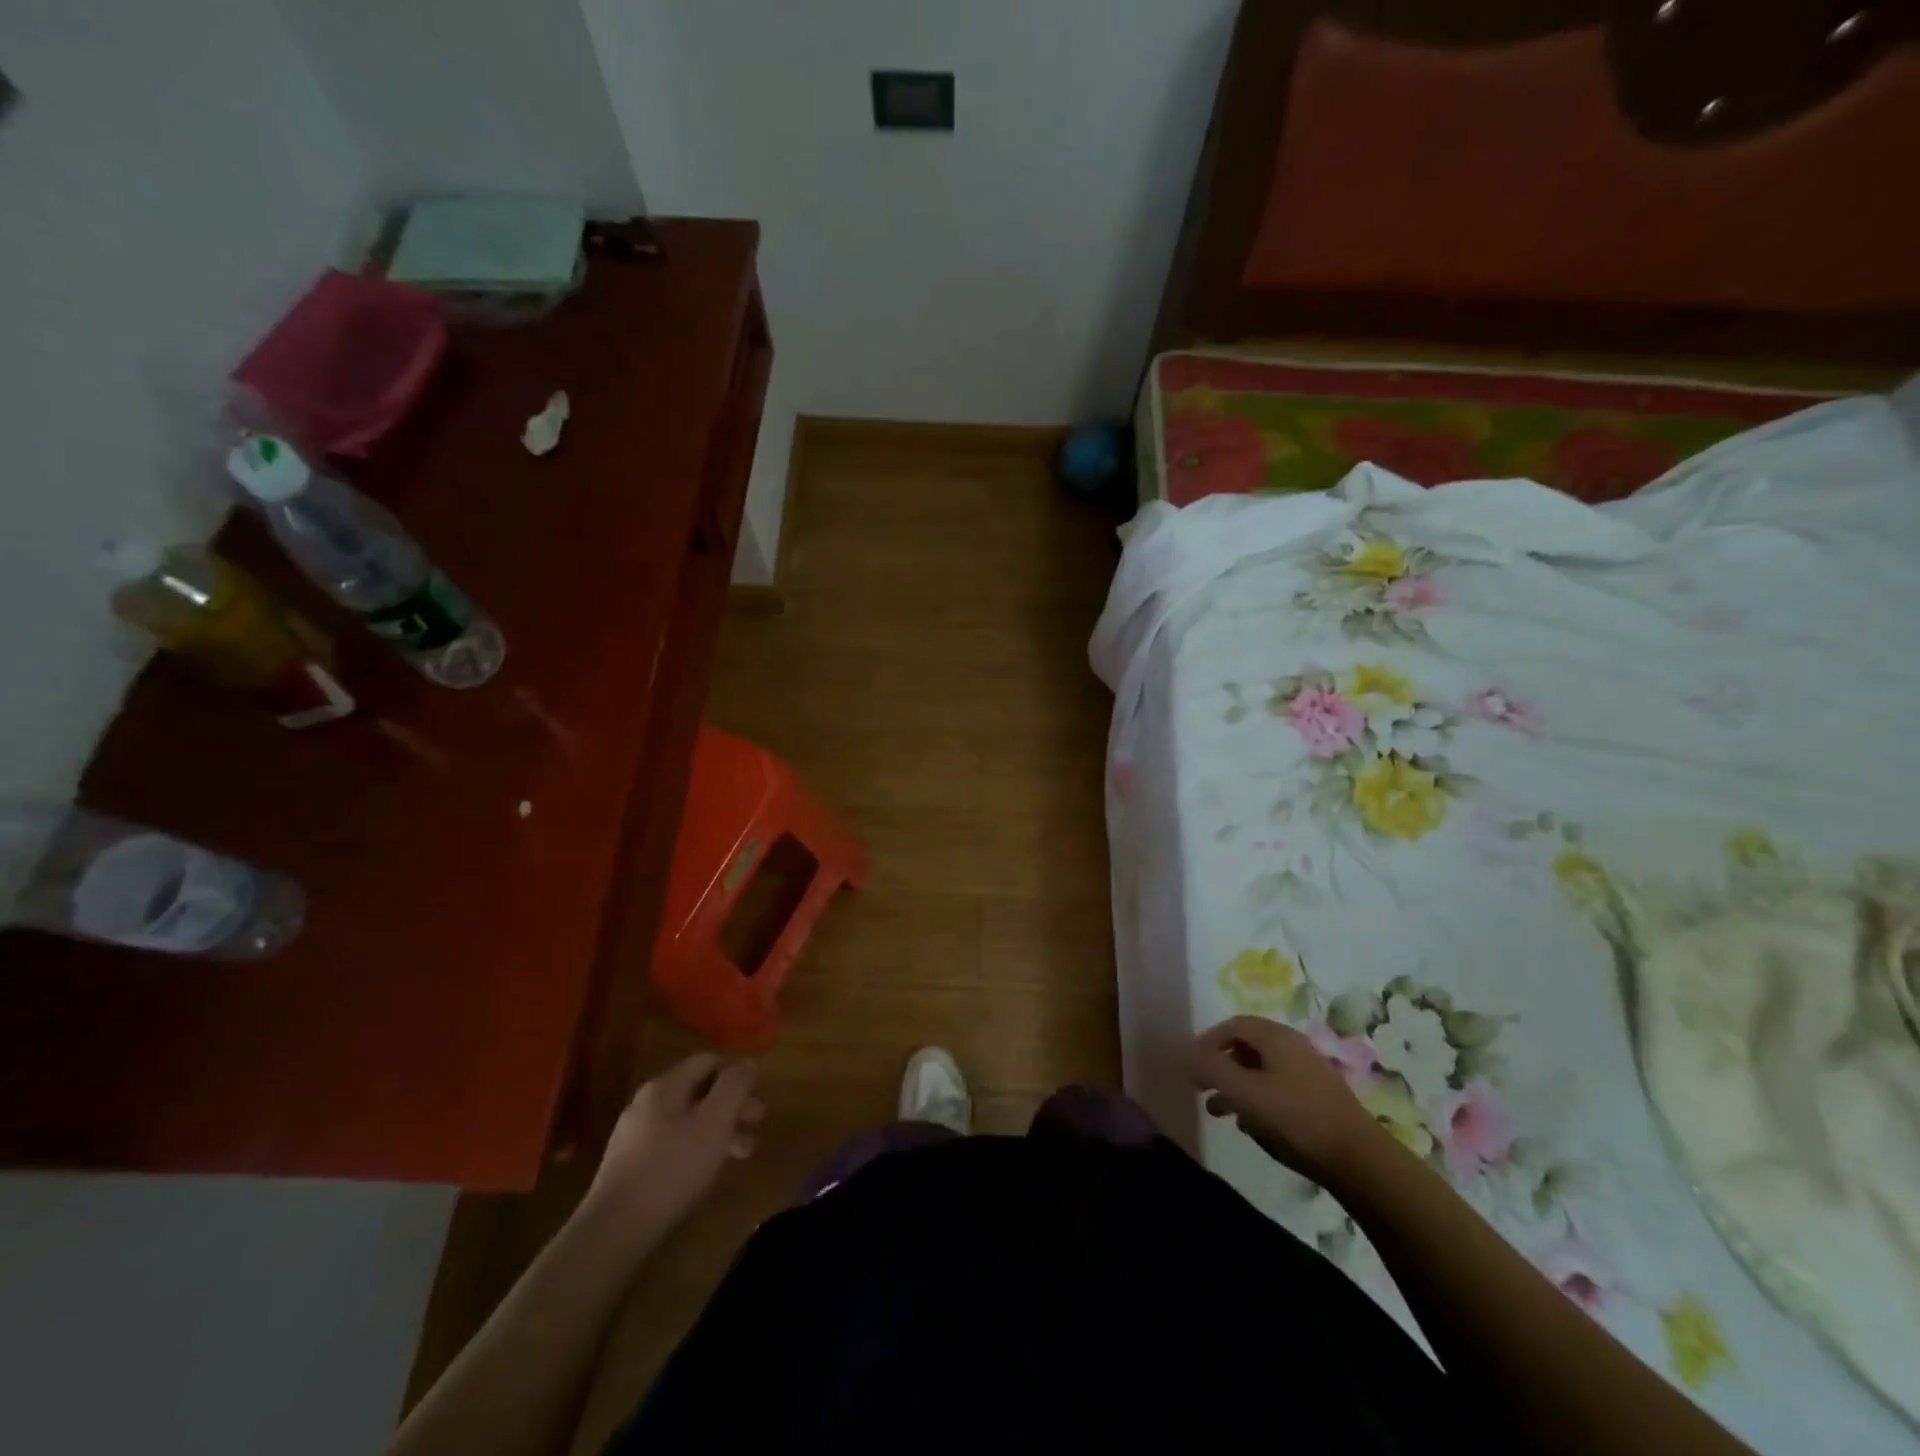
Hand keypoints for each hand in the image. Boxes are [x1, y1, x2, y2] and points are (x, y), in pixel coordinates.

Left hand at [583, 1054, 763, 1235]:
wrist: (613, 1232)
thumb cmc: (672, 1169)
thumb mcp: (714, 1122)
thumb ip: (734, 1087)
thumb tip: (747, 1063)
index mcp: (666, 1085)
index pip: (709, 1061)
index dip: (736, 1076)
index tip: (757, 1100)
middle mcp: (647, 1102)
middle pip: (699, 1091)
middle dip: (731, 1107)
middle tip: (756, 1128)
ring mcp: (634, 1134)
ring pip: (687, 1120)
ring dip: (718, 1131)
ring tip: (741, 1155)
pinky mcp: (629, 1166)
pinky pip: (672, 1144)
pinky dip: (696, 1149)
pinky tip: (706, 1172)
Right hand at [1188, 1016, 1385, 1185]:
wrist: (1358, 1159)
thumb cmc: (1295, 1119)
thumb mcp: (1245, 1093)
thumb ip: (1212, 1069)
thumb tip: (1187, 1053)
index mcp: (1275, 1037)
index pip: (1232, 1025)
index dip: (1206, 1042)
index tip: (1191, 1065)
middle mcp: (1292, 1045)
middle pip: (1246, 1046)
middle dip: (1220, 1065)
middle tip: (1202, 1086)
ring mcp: (1308, 1070)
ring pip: (1260, 1069)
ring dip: (1235, 1085)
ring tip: (1217, 1111)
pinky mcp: (1317, 1095)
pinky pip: (1276, 1086)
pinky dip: (1256, 1097)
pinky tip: (1249, 1124)